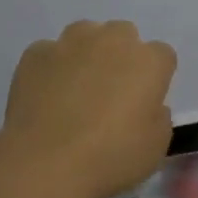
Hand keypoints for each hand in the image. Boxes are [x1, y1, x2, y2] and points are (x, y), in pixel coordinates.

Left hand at [2, 20, 177, 197]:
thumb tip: (148, 106)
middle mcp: (112, 41)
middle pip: (123, 35)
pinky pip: (49, 53)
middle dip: (121, 56)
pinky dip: (51, 68)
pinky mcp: (35, 53)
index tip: (145, 101)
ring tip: (75, 89)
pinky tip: (45, 96)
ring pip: (85, 34)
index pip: (162, 56)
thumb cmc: (111, 157)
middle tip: (111, 92)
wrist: (46, 163)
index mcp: (148, 62)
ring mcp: (70, 43)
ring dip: (86, 54)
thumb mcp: (156, 147)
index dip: (155, 78)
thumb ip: (158, 117)